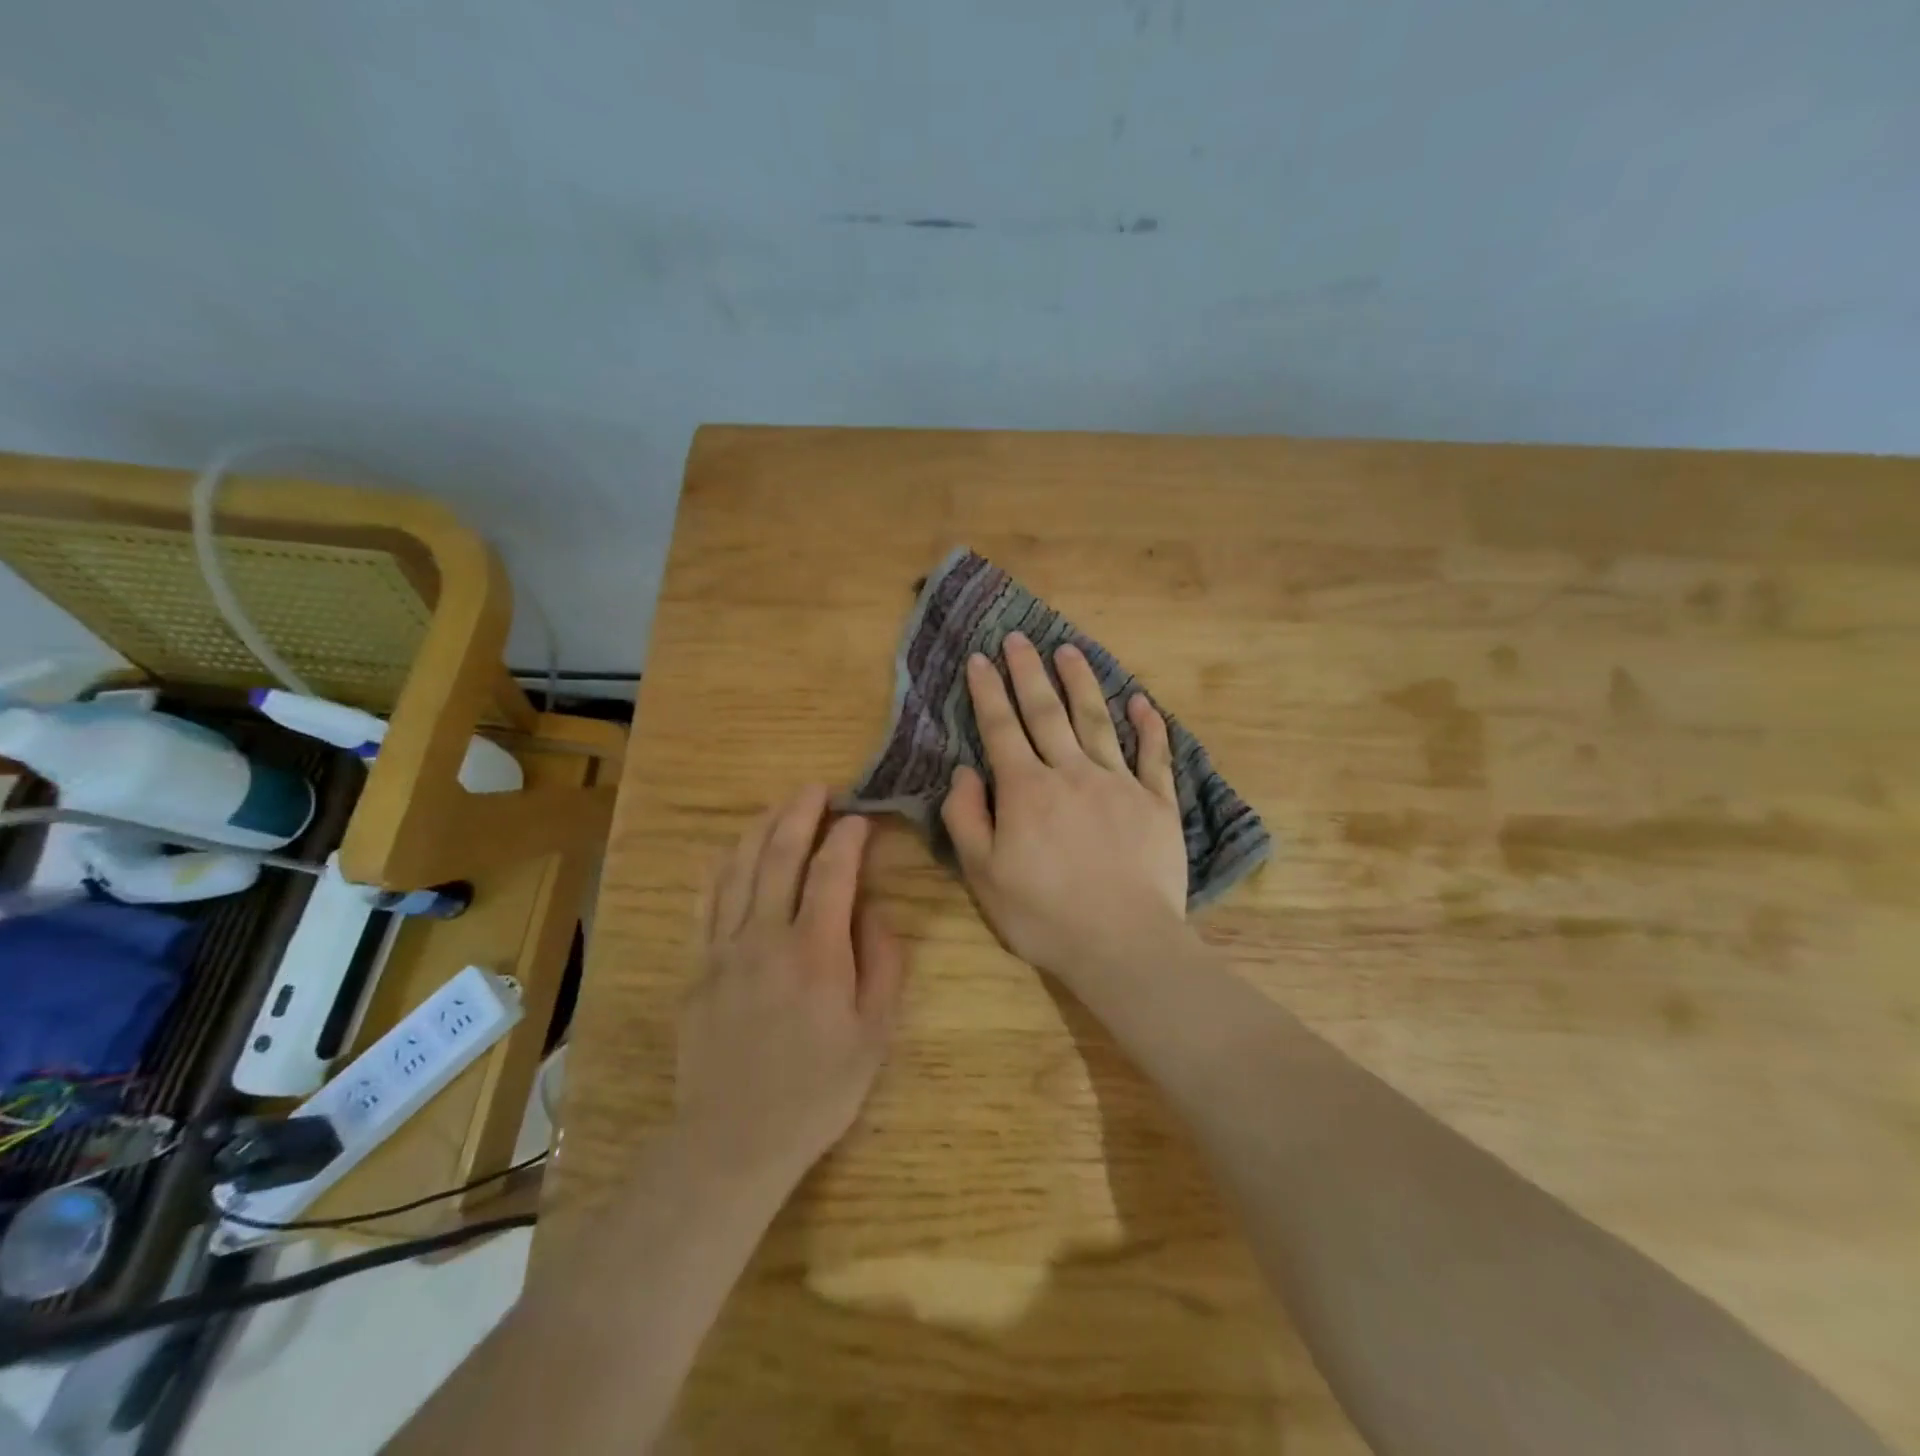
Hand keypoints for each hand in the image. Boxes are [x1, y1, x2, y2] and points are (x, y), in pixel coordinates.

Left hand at [679, 786, 905, 1190]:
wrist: (734, 1140)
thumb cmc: (817, 1090)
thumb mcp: (874, 1034)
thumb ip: (882, 964)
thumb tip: (874, 911)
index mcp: (815, 951)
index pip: (832, 872)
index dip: (848, 837)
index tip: (860, 818)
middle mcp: (765, 936)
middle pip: (779, 854)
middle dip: (800, 813)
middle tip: (817, 789)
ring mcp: (723, 948)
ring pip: (739, 868)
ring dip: (761, 828)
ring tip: (779, 805)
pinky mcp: (697, 966)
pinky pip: (707, 901)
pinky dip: (722, 866)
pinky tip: (732, 851)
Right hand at [941, 632, 1189, 981]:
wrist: (1122, 943)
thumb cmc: (1042, 914)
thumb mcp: (983, 874)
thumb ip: (966, 817)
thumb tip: (963, 771)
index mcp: (1026, 789)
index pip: (1001, 728)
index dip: (988, 691)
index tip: (980, 657)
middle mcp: (1071, 773)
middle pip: (1047, 712)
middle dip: (1029, 672)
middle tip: (1020, 638)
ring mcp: (1119, 784)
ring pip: (1096, 720)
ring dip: (1081, 682)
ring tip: (1069, 649)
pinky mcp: (1157, 803)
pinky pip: (1154, 755)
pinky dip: (1149, 727)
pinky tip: (1142, 702)